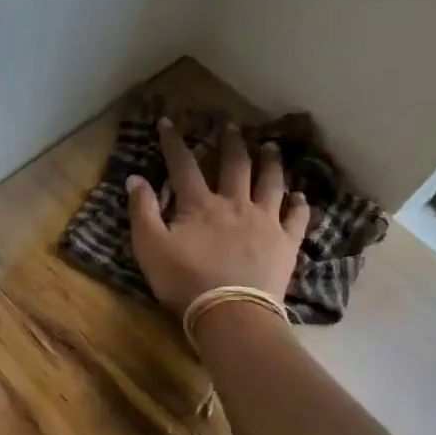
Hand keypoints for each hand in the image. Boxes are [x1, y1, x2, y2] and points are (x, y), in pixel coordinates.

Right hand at [126, 118, 311, 312]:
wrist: (231, 312)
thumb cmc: (184, 281)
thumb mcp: (150, 247)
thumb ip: (142, 211)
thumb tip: (135, 178)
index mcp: (200, 204)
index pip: (183, 165)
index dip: (174, 142)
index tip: (169, 122)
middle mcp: (235, 203)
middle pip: (235, 165)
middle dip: (231, 143)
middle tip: (231, 126)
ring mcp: (265, 221)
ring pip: (270, 183)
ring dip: (270, 162)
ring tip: (271, 147)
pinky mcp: (286, 243)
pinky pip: (296, 217)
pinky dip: (299, 204)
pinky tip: (300, 196)